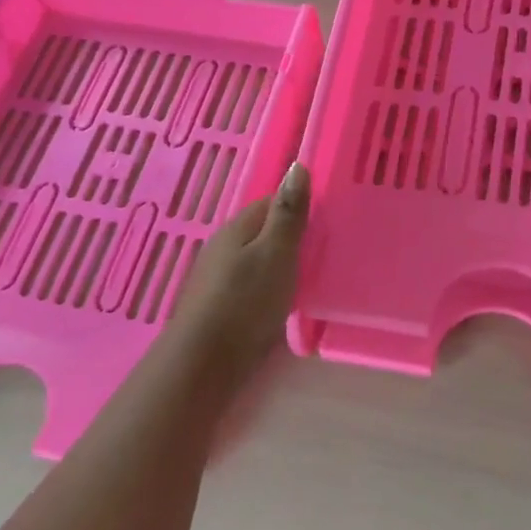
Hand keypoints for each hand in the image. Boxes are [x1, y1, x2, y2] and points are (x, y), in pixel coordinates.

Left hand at [165, 162, 310, 381]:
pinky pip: (250, 285)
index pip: (271, 202)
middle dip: (290, 238)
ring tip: (309, 279)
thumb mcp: (277, 252)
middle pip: (263, 232)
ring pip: (256, 260)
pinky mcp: (219, 307)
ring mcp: (217, 278)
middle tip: (324, 252)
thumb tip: (297, 165)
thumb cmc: (246, 301)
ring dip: (279, 265)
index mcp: (237, 227)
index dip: (299, 208)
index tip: (326, 223)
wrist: (204, 364)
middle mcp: (223, 247)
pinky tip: (281, 304)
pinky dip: (268, 288)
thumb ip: (288, 213)